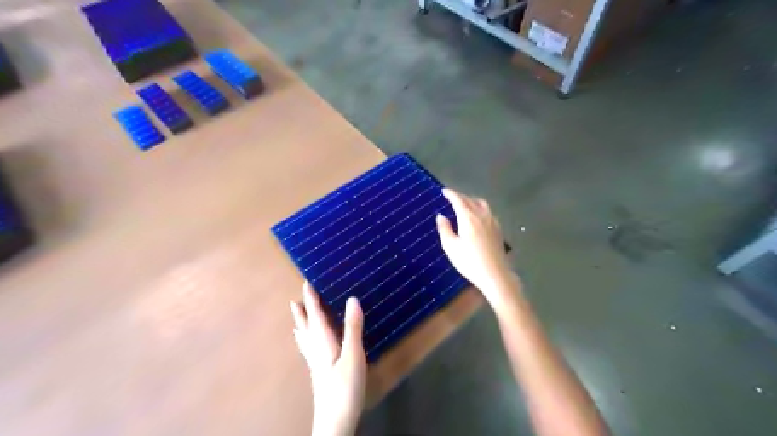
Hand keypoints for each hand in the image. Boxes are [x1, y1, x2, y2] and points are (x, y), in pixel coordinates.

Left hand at [291, 283, 367, 435]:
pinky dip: (305, 338)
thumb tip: (352, 299)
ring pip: (306, 337)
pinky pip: (308, 347)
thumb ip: (353, 328)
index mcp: (323, 343)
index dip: (312, 300)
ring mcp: (316, 362)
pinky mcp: (319, 371)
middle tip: (296, 297)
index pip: (315, 316)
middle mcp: (316, 350)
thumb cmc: (345, 387)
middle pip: (307, 326)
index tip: (306, 283)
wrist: (335, 421)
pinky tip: (306, 342)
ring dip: (302, 322)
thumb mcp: (353, 356)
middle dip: (303, 310)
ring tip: (296, 313)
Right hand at [434, 189, 516, 308]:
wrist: (495, 275)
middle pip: (470, 200)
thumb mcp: (451, 247)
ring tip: (464, 204)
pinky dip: (480, 208)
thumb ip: (444, 229)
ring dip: (471, 200)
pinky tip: (478, 216)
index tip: (444, 191)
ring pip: (481, 204)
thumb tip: (440, 215)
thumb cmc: (469, 262)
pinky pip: (488, 211)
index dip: (451, 194)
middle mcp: (481, 215)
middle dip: (460, 197)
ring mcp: (492, 221)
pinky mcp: (498, 229)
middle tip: (451, 198)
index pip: (458, 200)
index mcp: (468, 218)